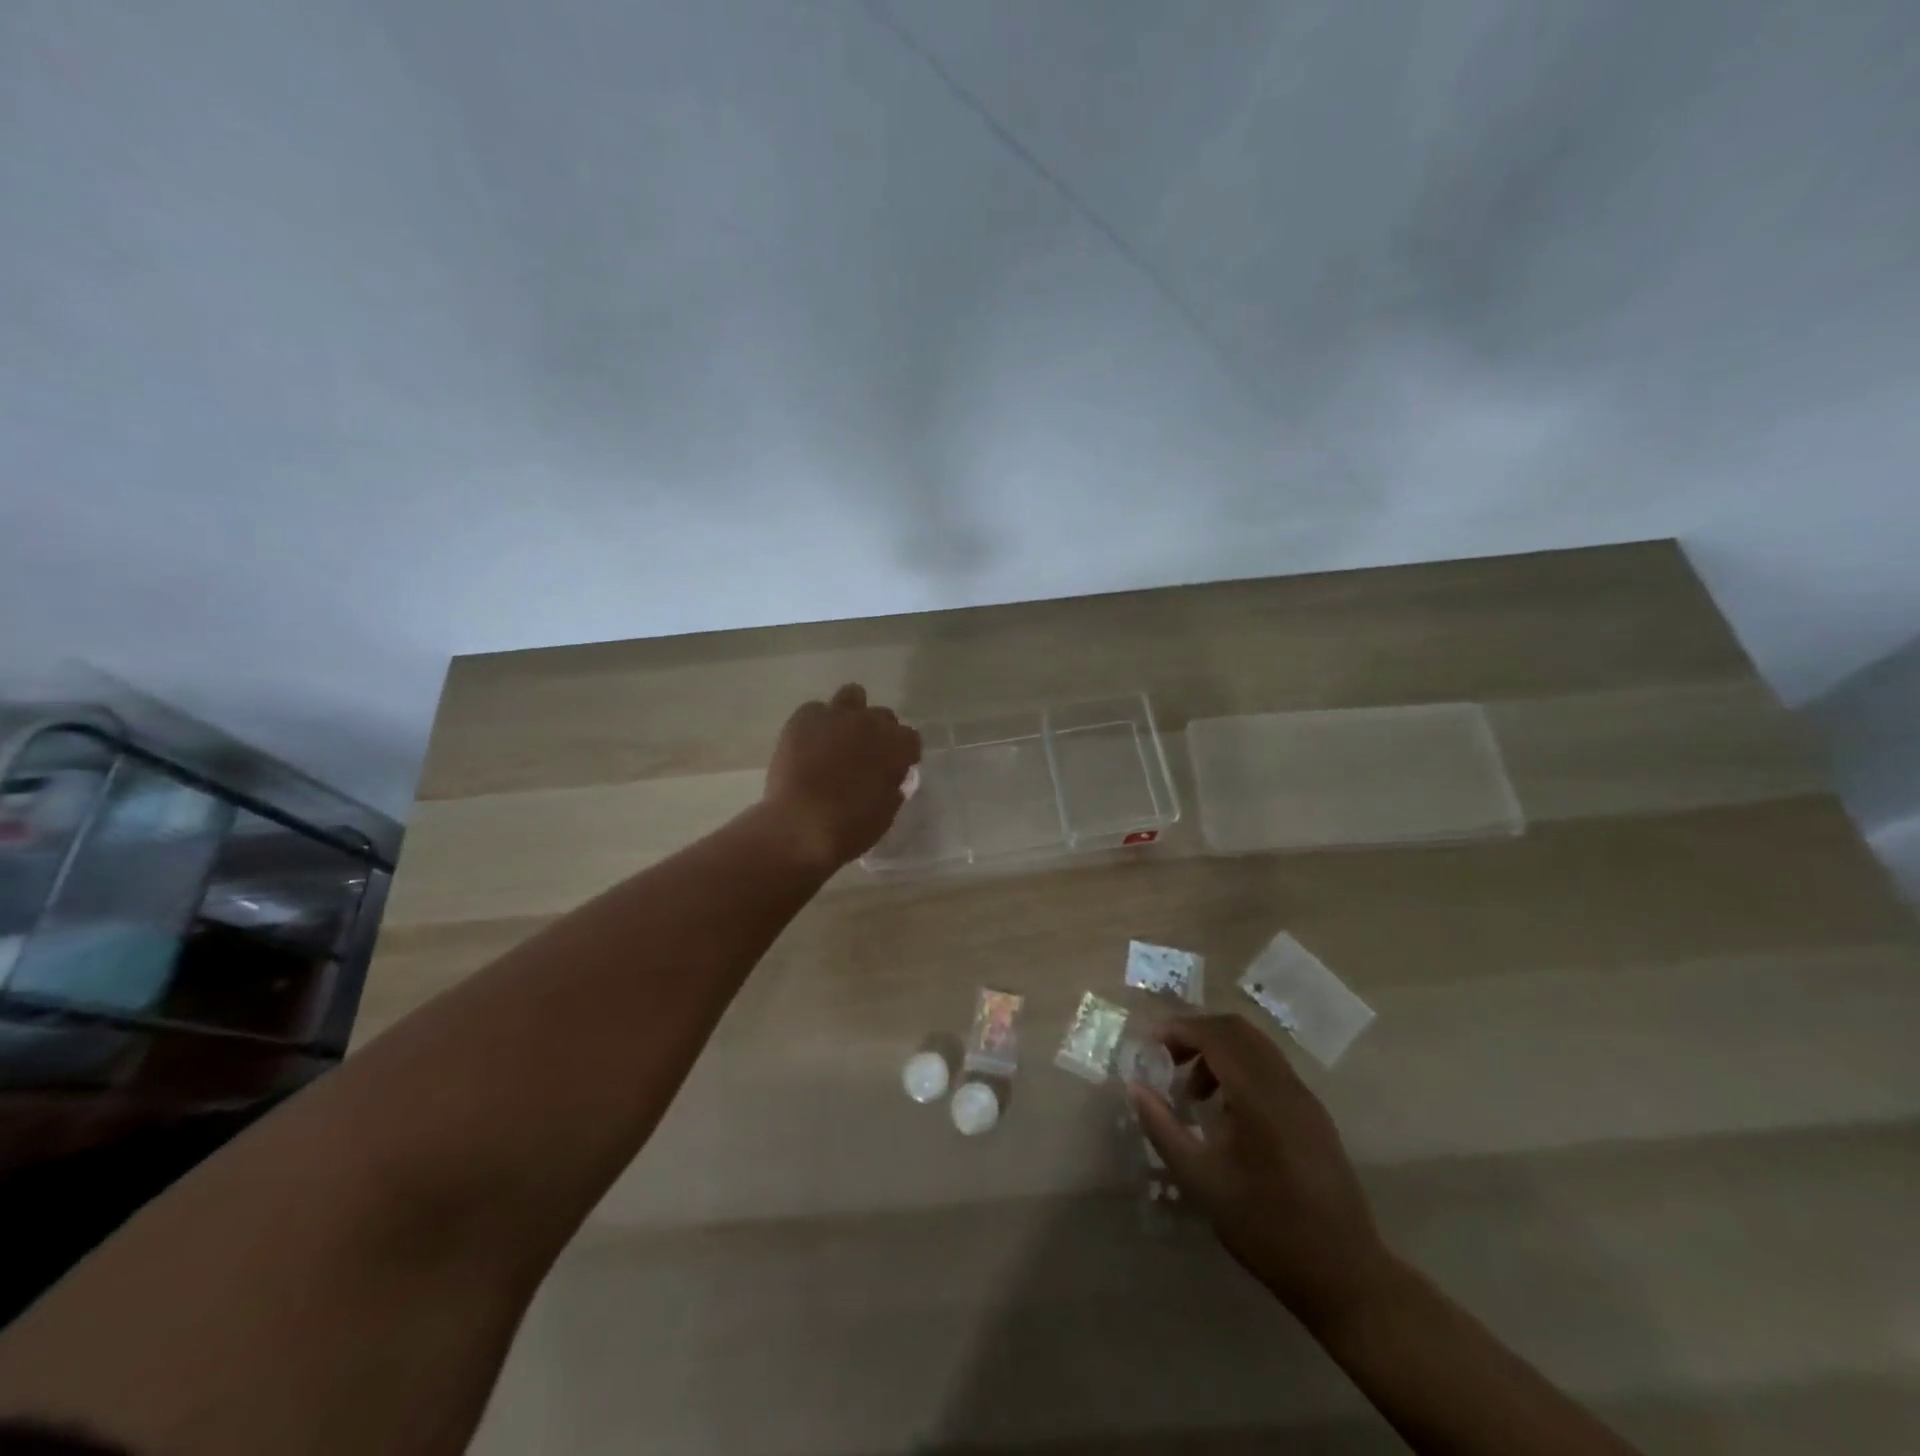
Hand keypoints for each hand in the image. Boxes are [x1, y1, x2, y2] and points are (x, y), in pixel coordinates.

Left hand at [763, 684, 921, 868]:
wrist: (798, 827)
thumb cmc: (849, 829)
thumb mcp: (885, 814)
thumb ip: (892, 788)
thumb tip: (891, 779)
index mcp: (896, 746)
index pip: (911, 738)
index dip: (904, 754)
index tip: (895, 769)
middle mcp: (869, 722)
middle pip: (883, 716)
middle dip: (879, 732)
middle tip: (866, 756)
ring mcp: (835, 716)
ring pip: (852, 696)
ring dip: (852, 714)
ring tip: (840, 738)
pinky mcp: (802, 719)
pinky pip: (815, 710)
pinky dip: (816, 723)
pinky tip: (810, 744)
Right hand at [1131, 1013, 1392, 1331]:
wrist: (1345, 1275)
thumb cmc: (1266, 1228)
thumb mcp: (1201, 1181)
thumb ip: (1163, 1128)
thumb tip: (1136, 1088)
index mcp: (1259, 1096)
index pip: (1215, 1034)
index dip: (1179, 1030)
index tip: (1150, 1047)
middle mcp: (1285, 1085)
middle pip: (1237, 1030)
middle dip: (1197, 1034)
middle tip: (1167, 1060)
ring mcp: (1305, 1098)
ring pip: (1256, 1047)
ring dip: (1218, 1052)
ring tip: (1193, 1092)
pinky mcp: (1314, 1115)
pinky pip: (1271, 1069)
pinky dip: (1240, 1070)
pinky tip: (1226, 1112)